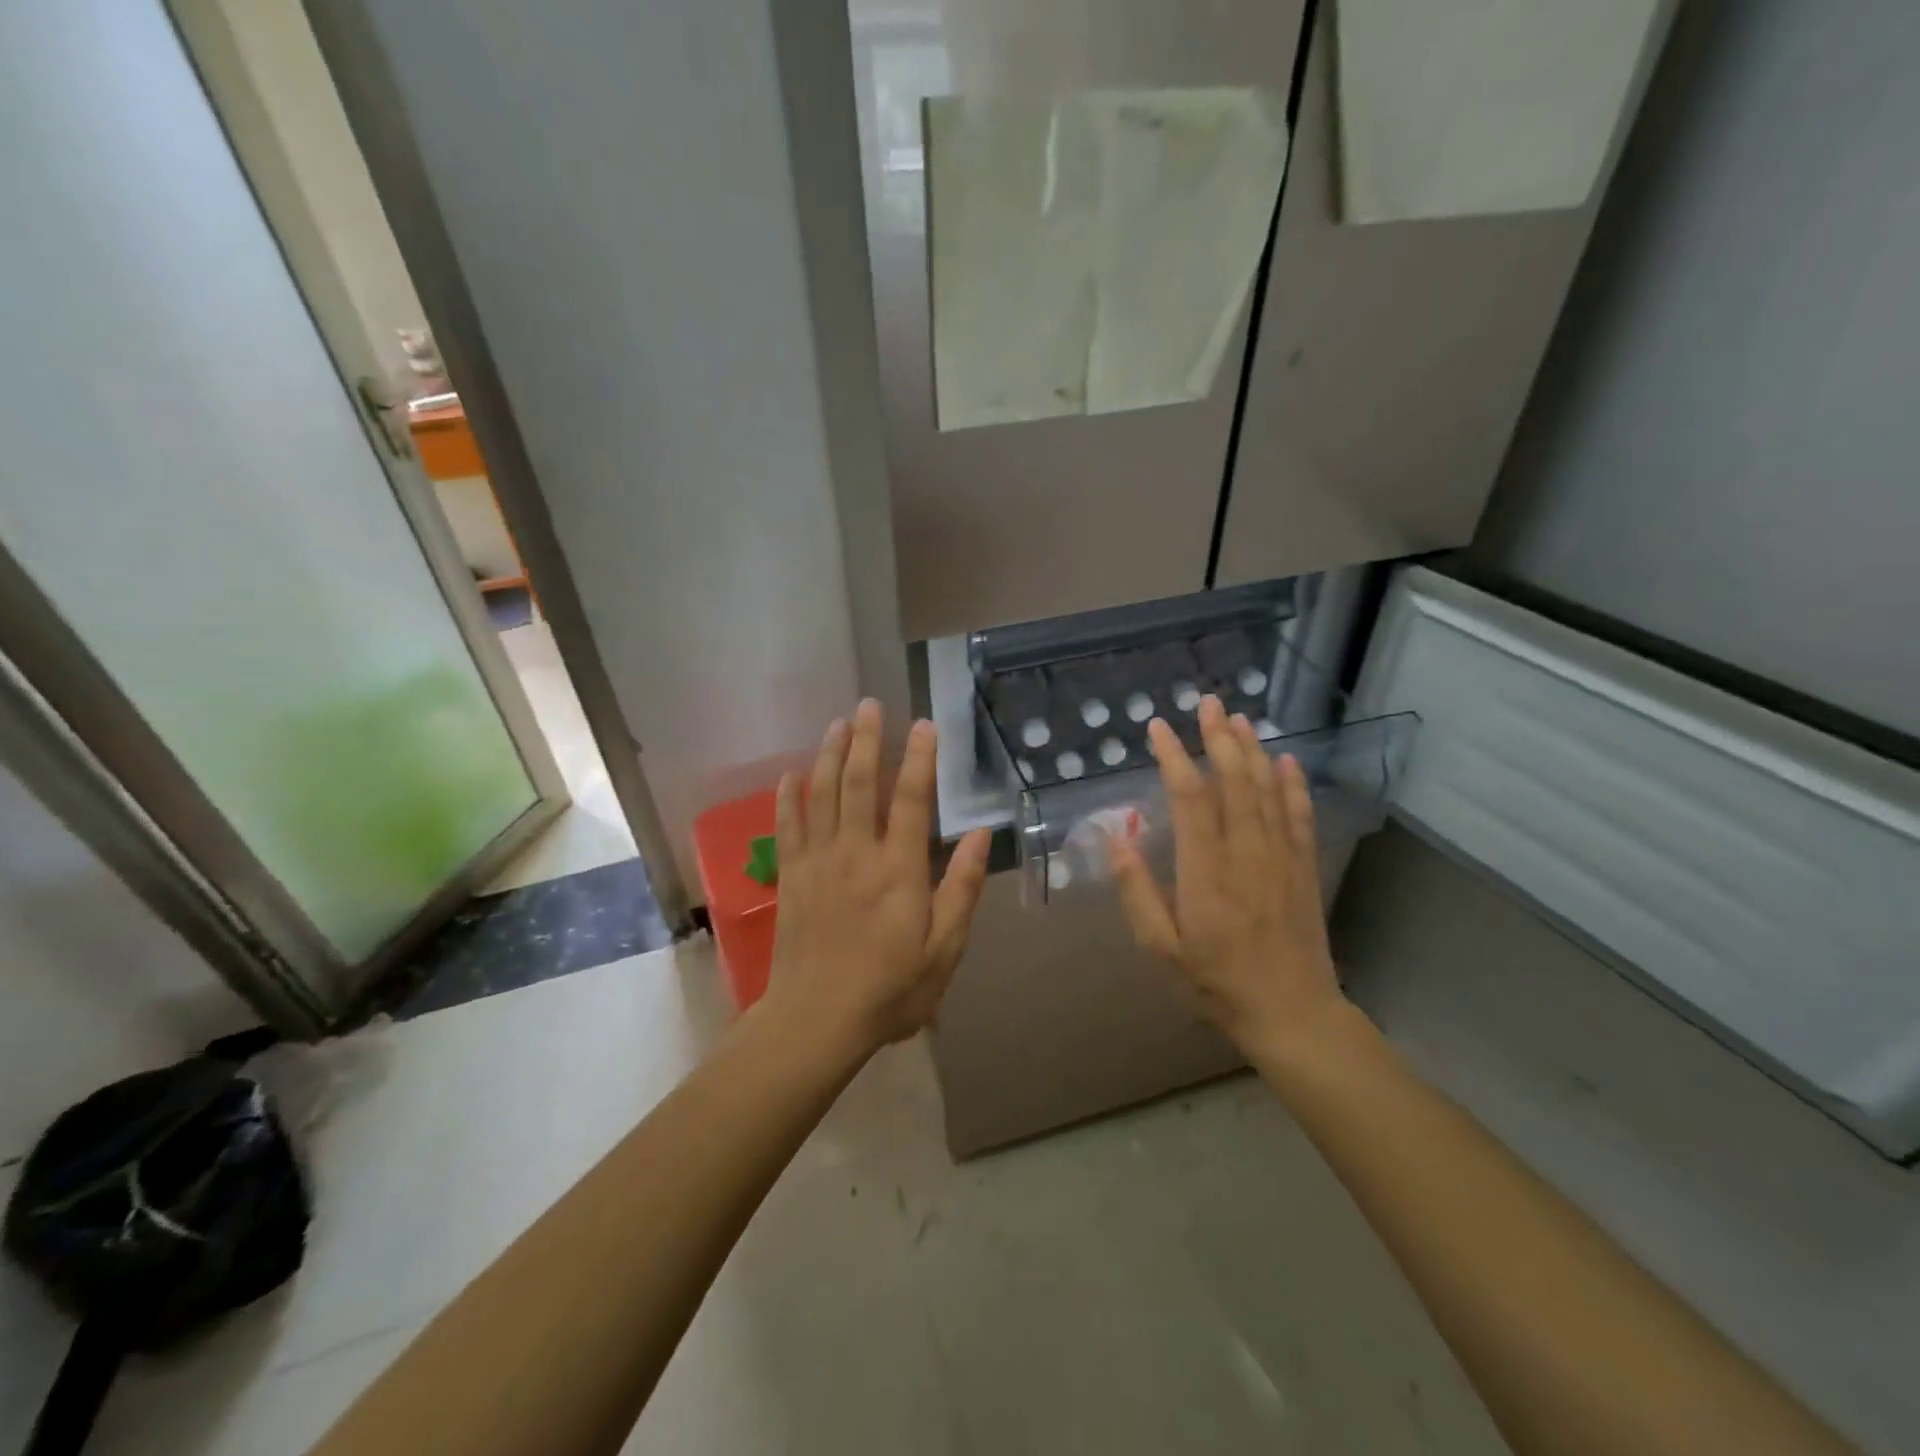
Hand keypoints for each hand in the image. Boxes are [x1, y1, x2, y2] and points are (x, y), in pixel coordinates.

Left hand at [763, 700, 991, 1057]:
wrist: (816, 1021)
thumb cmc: (890, 989)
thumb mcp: (944, 949)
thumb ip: (962, 888)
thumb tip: (981, 835)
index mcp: (898, 870)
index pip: (910, 799)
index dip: (919, 758)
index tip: (924, 724)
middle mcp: (855, 854)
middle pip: (860, 783)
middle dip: (867, 740)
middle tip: (869, 704)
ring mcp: (817, 862)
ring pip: (822, 794)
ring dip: (830, 755)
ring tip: (837, 723)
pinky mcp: (791, 877)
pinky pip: (787, 826)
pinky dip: (789, 796)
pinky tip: (792, 773)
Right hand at [1111, 696, 1345, 1057]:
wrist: (1292, 1012)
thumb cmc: (1217, 981)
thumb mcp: (1162, 947)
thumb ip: (1138, 891)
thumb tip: (1118, 839)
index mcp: (1206, 872)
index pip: (1190, 799)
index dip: (1173, 758)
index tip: (1158, 729)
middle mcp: (1247, 853)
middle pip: (1234, 781)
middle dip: (1218, 738)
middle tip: (1207, 703)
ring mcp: (1282, 857)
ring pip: (1268, 790)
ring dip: (1253, 750)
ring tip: (1239, 718)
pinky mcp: (1304, 867)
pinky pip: (1300, 814)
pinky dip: (1293, 783)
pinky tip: (1286, 760)